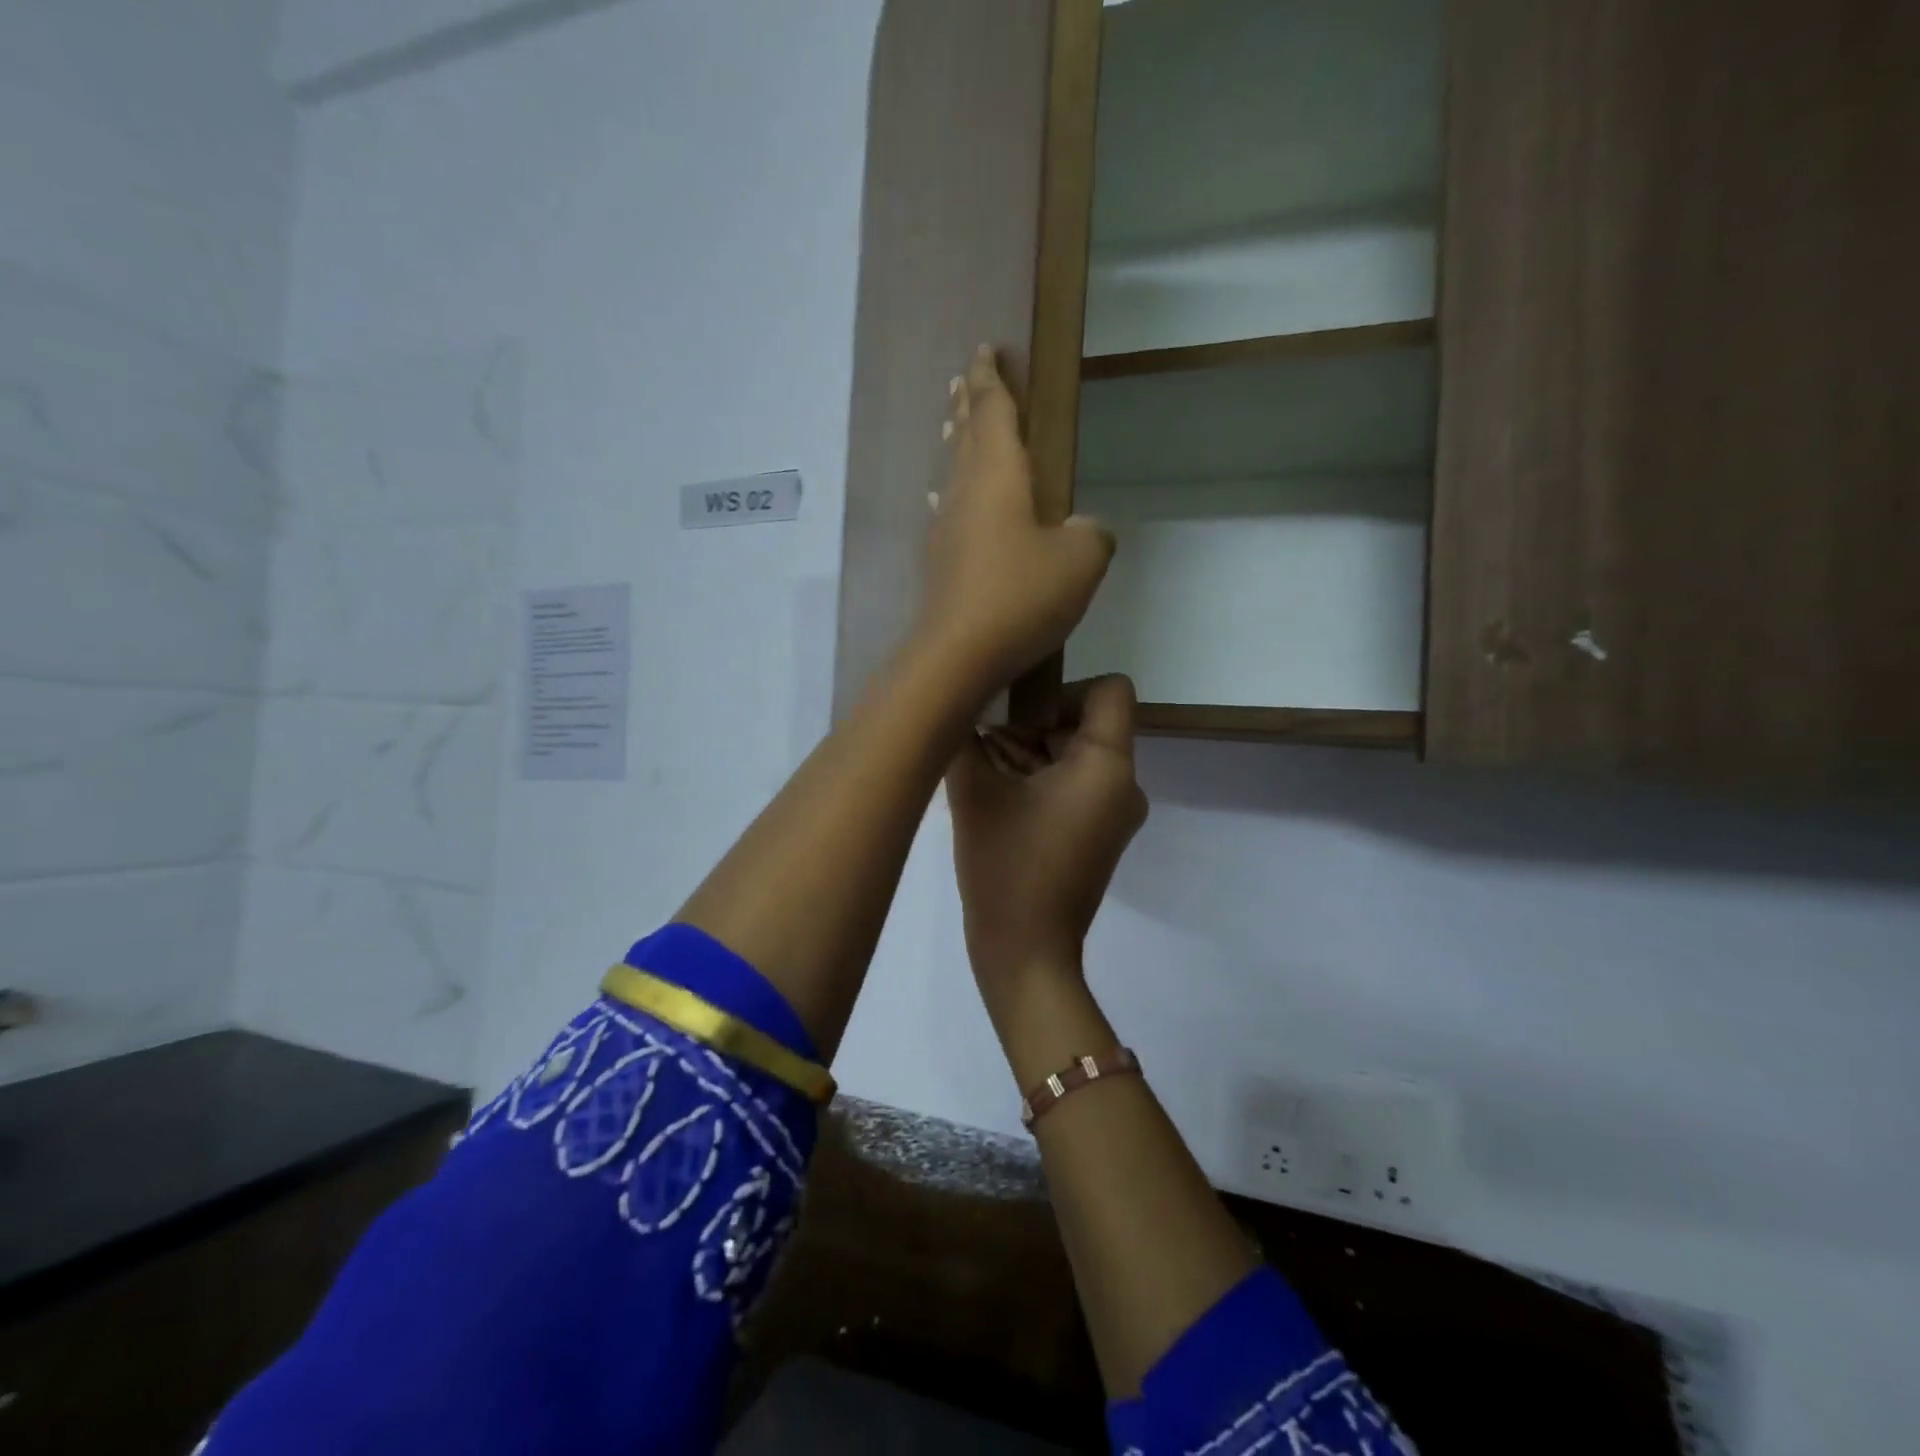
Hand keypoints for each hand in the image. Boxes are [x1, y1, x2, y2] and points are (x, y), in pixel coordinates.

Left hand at [916, 346, 1114, 688]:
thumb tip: (1086, 530)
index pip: (994, 411)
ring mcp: (948, 529)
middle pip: (966, 436)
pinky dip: (950, 494)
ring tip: (954, 424)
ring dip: (956, 443)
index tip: (985, 350)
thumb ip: (1093, 535)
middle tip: (963, 378)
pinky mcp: (941, 563)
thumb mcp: (1081, 561)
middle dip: (968, 403)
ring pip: (953, 472)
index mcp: (1000, 475)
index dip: (992, 379)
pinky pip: (948, 511)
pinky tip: (944, 501)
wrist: (960, 654)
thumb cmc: (1021, 595)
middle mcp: (966, 493)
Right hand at [946, 676, 1149, 985]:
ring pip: (1076, 754)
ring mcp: (1114, 812)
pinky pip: (1074, 785)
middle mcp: (1124, 784)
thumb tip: (958, 705)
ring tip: (980, 762)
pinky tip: (993, 786)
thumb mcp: (975, 793)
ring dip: (1029, 751)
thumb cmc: (1006, 867)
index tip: (1018, 712)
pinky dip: (1039, 778)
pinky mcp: (1098, 833)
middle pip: (1085, 723)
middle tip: (982, 736)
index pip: (1109, 690)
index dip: (1062, 688)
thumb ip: (965, 738)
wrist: (1027, 953)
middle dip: (1032, 723)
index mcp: (1108, 766)